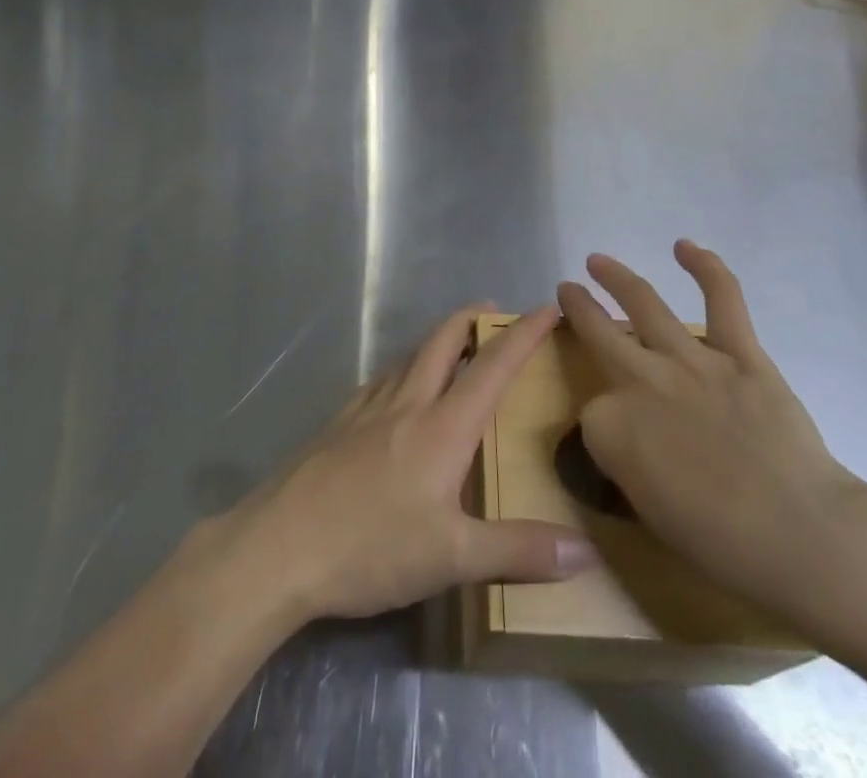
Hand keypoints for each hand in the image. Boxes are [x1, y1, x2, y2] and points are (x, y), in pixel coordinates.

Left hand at [208, 306, 598, 623]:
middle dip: (472, 318)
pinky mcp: (339, 423)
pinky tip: (399, 394)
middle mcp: (407, 402)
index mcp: (442, 426)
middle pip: (443, 340)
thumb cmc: (371, 547)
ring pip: (410, 357)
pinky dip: (404, 371)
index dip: (524, 335)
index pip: (492, 366)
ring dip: (438, 342)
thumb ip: (519, 552)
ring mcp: (367, 409)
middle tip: (496, 313)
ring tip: (455, 350)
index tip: (548, 309)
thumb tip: (587, 553)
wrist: (279, 545)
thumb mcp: (452, 558)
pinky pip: (382, 381)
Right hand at [557, 242, 866, 625]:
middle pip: (598, 334)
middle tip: (567, 290)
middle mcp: (641, 381)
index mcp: (611, 427)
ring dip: (616, 276)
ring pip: (643, 303)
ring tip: (599, 260)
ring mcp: (690, 360)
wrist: (799, 535)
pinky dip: (706, 267)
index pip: (592, 415)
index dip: (604, 427)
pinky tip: (685, 246)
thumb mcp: (648, 512)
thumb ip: (627, 463)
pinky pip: (722, 299)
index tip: (620, 444)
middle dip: (578, 309)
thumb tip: (628, 440)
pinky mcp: (739, 353)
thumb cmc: (721, 544)